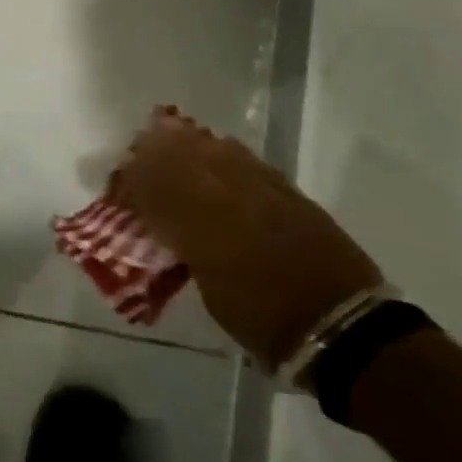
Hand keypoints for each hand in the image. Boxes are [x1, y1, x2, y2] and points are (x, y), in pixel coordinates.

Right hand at [116, 114, 381, 370]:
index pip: (158, 190)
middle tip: (140, 145)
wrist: (342, 327)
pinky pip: (247, 158)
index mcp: (204, 228)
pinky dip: (224, 149)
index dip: (136, 180)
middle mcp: (229, 199)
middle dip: (157, 150)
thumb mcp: (211, 292)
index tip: (120, 178)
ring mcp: (262, 190)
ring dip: (188, 141)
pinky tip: (218, 146)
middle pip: (184, 160)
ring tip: (171, 134)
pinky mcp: (288, 191)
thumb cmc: (265, 321)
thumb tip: (165, 225)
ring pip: (216, 151)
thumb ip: (185, 250)